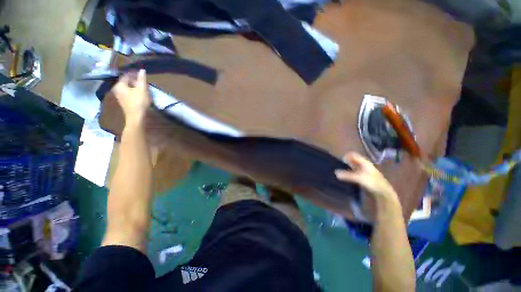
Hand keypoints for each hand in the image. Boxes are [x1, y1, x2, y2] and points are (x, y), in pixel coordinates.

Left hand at [111, 69, 150, 126]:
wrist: (136, 117)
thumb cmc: (139, 102)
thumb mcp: (142, 89)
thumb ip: (142, 79)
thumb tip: (142, 70)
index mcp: (119, 85)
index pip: (126, 75)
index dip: (134, 73)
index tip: (141, 74)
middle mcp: (117, 89)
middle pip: (126, 81)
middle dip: (134, 80)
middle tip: (143, 81)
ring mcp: (119, 95)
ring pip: (127, 87)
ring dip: (134, 86)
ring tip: (143, 87)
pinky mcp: (123, 101)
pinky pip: (127, 92)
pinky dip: (133, 91)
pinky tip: (139, 94)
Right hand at [335, 152, 399, 206]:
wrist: (384, 192)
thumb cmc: (372, 182)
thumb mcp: (359, 178)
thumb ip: (347, 175)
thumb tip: (335, 173)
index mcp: (364, 162)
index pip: (353, 155)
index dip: (346, 156)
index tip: (340, 160)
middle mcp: (364, 165)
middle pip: (353, 160)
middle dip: (346, 162)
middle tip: (339, 166)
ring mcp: (365, 171)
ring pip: (354, 167)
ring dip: (348, 168)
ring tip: (341, 172)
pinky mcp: (365, 177)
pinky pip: (355, 173)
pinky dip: (350, 173)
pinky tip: (347, 177)